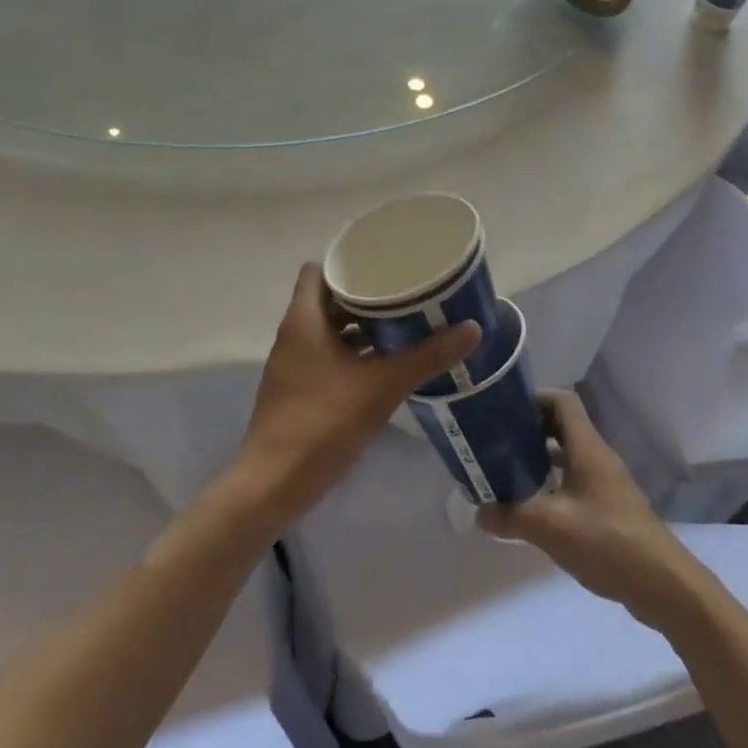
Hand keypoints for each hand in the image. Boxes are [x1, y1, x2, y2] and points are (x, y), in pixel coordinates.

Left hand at [231, 263, 479, 534]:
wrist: (275, 483)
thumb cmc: (324, 422)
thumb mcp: (383, 385)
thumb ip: (427, 356)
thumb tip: (472, 328)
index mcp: (304, 321)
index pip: (318, 271)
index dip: (347, 264)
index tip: (383, 264)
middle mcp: (294, 336)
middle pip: (328, 300)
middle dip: (365, 296)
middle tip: (405, 293)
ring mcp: (294, 365)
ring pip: (330, 332)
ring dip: (361, 327)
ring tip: (403, 325)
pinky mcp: (299, 391)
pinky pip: (328, 357)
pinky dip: (354, 354)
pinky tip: (386, 364)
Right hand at [477, 389, 706, 627]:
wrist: (662, 584)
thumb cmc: (607, 542)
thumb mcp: (550, 527)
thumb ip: (511, 516)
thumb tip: (478, 513)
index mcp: (588, 449)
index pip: (562, 401)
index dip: (533, 398)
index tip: (503, 410)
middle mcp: (598, 458)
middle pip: (563, 426)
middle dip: (530, 428)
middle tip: (497, 441)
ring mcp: (607, 483)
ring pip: (569, 455)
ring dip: (540, 457)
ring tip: (507, 471)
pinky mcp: (610, 507)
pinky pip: (576, 480)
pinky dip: (553, 483)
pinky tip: (535, 506)